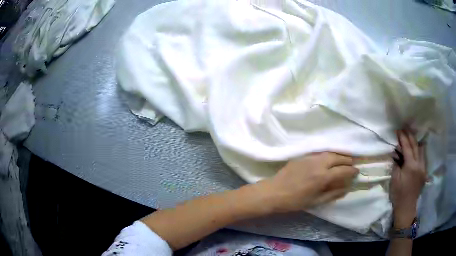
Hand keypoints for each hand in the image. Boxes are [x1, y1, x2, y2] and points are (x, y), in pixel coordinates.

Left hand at [257, 152, 358, 212]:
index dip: (351, 171)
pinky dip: (328, 154)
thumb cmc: (294, 201)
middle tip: (352, 164)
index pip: (342, 170)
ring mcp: (309, 158)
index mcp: (322, 177)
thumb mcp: (315, 201)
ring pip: (329, 153)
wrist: (272, 192)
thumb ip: (332, 194)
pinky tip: (329, 159)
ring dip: (338, 155)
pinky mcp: (302, 156)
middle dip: (347, 160)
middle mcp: (318, 164)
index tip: (356, 172)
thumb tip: (346, 188)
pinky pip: (319, 153)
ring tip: (343, 160)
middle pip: (337, 157)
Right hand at [390, 130, 425, 227]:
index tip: (398, 130)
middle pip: (415, 146)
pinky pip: (423, 157)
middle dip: (410, 136)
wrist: (406, 207)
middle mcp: (419, 164)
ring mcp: (423, 168)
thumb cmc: (398, 194)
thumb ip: (396, 164)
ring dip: (415, 142)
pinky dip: (419, 150)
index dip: (403, 138)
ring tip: (411, 137)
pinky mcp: (424, 172)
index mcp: (411, 166)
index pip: (407, 147)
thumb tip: (396, 153)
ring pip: (421, 150)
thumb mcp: (394, 179)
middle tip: (405, 129)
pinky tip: (416, 149)